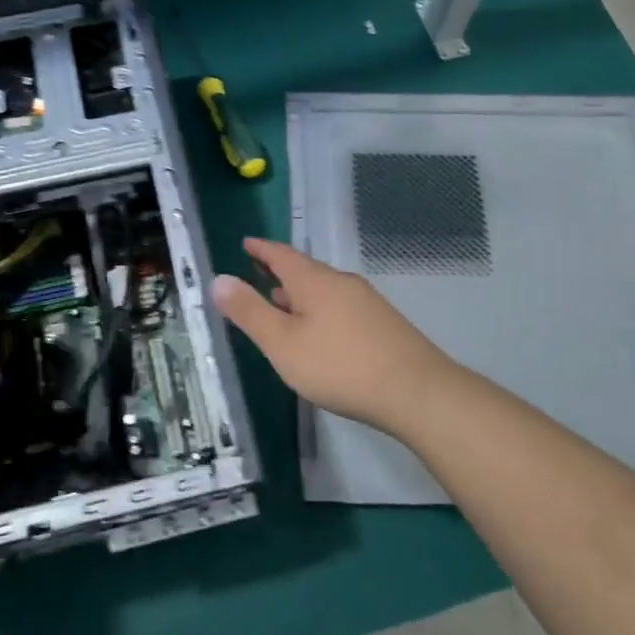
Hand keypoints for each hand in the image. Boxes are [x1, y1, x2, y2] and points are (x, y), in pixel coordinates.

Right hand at [209, 236, 467, 435]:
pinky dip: (319, 310)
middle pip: (304, 270)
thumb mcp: (283, 343)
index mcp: (314, 281)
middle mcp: (341, 282)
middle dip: (279, 273)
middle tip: (257, 275)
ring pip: (323, 290)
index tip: (246, 243)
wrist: (417, 391)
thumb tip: (218, 279)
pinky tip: (319, 332)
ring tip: (282, 305)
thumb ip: (249, 313)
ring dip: (299, 294)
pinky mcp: (383, 324)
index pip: (281, 255)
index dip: (261, 249)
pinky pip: (340, 306)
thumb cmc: (339, 366)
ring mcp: (366, 302)